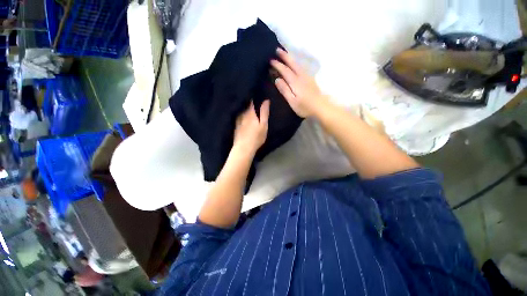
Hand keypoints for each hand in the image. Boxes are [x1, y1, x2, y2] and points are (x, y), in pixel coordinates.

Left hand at [233, 100, 269, 153]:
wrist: (243, 148)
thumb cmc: (256, 137)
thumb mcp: (263, 125)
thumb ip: (264, 113)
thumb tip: (266, 100)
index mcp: (250, 113)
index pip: (251, 101)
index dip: (254, 97)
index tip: (257, 94)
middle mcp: (242, 114)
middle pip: (246, 106)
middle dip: (250, 103)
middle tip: (255, 102)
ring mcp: (237, 120)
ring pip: (242, 112)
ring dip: (246, 109)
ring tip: (250, 109)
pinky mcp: (235, 126)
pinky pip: (239, 117)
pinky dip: (242, 116)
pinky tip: (244, 119)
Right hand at [271, 48, 326, 117]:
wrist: (321, 107)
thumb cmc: (305, 107)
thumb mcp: (292, 102)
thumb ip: (285, 90)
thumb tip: (277, 79)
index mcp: (295, 82)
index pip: (285, 70)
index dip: (278, 65)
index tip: (271, 60)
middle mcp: (301, 76)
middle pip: (292, 64)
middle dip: (284, 56)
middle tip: (277, 49)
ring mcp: (307, 77)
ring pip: (297, 64)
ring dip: (290, 58)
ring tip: (285, 53)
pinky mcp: (310, 80)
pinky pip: (301, 67)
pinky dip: (296, 63)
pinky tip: (295, 64)